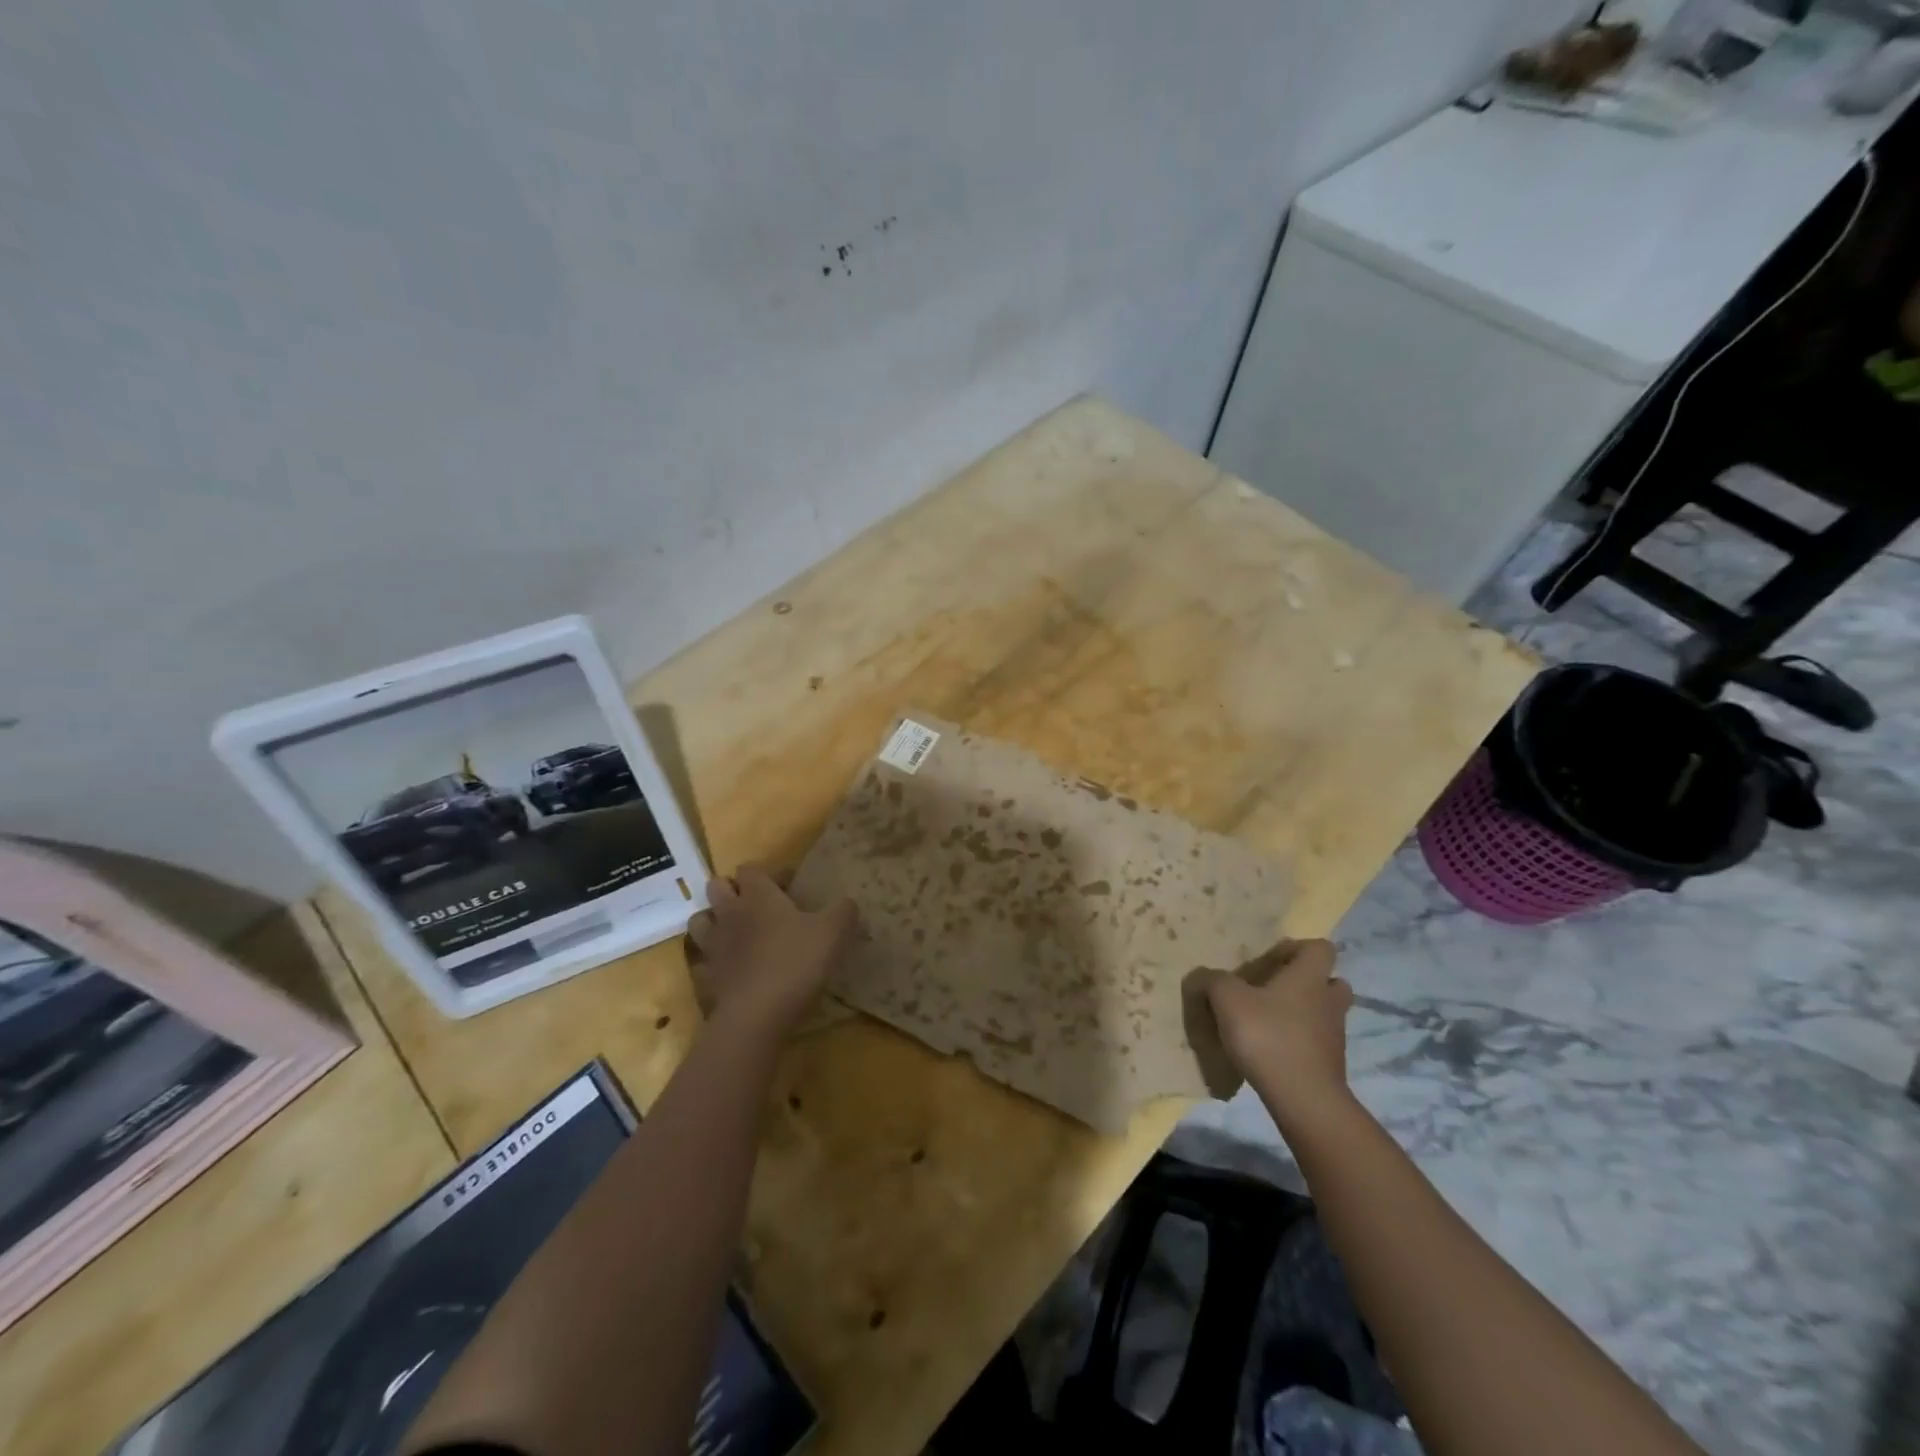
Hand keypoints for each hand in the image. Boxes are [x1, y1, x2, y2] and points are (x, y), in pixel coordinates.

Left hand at [685, 866, 858, 1037]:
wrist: (756, 1015)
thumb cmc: (796, 963)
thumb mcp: (833, 933)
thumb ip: (844, 912)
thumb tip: (849, 902)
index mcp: (758, 896)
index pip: (750, 869)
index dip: (767, 874)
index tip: (787, 888)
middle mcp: (729, 914)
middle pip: (717, 887)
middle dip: (732, 890)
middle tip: (757, 905)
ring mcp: (712, 946)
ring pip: (700, 920)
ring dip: (714, 920)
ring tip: (734, 932)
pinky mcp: (705, 977)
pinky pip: (701, 961)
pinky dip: (711, 961)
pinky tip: (727, 969)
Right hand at [1188, 940, 1353, 1125]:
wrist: (1304, 1100)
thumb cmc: (1268, 1036)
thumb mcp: (1227, 1000)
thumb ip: (1213, 981)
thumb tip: (1204, 976)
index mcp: (1309, 977)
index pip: (1320, 948)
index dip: (1297, 948)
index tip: (1271, 960)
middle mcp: (1328, 1001)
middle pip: (1331, 981)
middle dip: (1307, 982)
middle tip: (1276, 989)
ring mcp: (1334, 1036)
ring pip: (1324, 1013)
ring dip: (1303, 1013)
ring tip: (1269, 1020)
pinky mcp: (1330, 1065)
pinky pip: (1317, 1042)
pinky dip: (1299, 1041)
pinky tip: (1270, 1049)